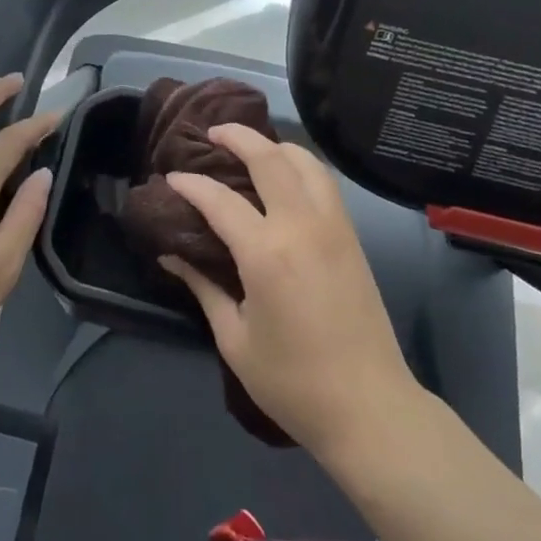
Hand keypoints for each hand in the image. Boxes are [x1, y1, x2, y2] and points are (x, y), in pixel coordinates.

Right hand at [160, 126, 419, 458]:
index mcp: (266, 253)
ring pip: (305, 161)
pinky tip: (285, 175)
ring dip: (275, 145)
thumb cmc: (293, 382)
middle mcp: (301, 225)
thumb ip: (203, 287)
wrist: (369, 407)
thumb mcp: (235, 339)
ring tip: (251, 147)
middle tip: (213, 133)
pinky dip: (300, 164)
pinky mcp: (351, 235)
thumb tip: (171, 254)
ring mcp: (332, 226)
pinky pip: (324, 181)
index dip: (191, 185)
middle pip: (269, 158)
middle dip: (238, 136)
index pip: (220, 200)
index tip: (171, 178)